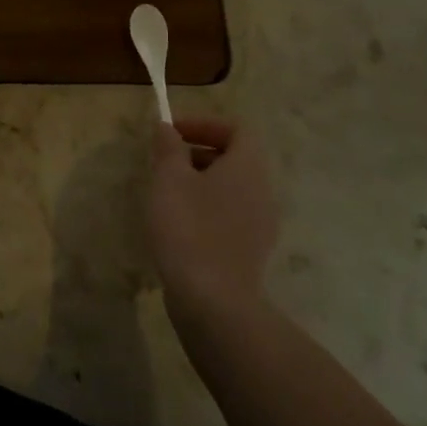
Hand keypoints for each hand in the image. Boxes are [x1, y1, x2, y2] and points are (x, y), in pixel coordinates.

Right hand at [148, 117, 279, 319]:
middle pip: (235, 158)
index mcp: (248, 168)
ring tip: (166, 193)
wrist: (213, 301)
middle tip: (164, 162)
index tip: (172, 133)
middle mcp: (262, 192)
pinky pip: (230, 215)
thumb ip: (168, 147)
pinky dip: (206, 208)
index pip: (237, 129)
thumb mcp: (169, 178)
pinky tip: (178, 225)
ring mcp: (260, 225)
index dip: (204, 124)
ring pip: (231, 188)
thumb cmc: (189, 227)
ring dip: (199, 181)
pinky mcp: (250, 251)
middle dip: (198, 152)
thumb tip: (167, 128)